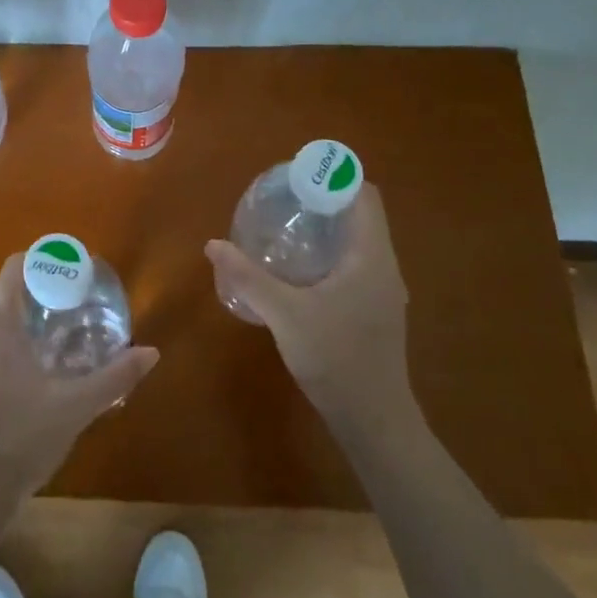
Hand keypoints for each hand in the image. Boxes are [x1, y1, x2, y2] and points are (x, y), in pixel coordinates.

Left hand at [0, 254, 159, 505]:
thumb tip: (150, 352)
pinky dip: (22, 342)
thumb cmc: (18, 438)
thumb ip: (114, 377)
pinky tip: (49, 369)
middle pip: (10, 292)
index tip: (77, 272)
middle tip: (83, 302)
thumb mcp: (74, 406)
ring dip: (34, 319)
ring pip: (2, 321)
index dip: (46, 261)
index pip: (16, 267)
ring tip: (72, 332)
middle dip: (47, 292)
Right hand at [205, 185, 414, 426]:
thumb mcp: (285, 315)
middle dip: (324, 199)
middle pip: (360, 214)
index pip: (364, 195)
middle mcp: (383, 266)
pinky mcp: (375, 311)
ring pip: (358, 241)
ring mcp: (382, 291)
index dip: (334, 177)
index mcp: (371, 257)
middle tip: (281, 198)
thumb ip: (248, 277)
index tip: (296, 176)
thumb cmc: (336, 359)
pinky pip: (355, 263)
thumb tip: (213, 244)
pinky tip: (297, 269)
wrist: (374, 421)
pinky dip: (329, 252)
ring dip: (326, 227)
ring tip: (284, 226)